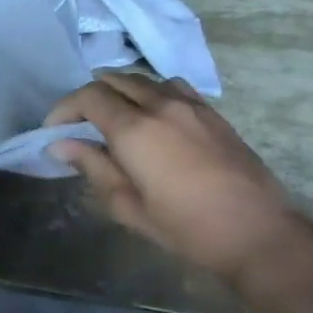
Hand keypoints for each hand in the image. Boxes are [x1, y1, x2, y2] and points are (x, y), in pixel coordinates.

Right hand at [45, 72, 312, 290]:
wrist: (258, 233)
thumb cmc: (185, 227)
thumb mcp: (127, 205)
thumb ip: (93, 167)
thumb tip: (61, 145)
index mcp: (135, 130)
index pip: (88, 97)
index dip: (64, 109)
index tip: (54, 131)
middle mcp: (161, 106)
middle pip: (114, 80)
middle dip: (88, 97)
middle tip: (79, 125)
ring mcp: (191, 105)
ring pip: (144, 79)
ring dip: (120, 91)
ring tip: (113, 119)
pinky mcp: (213, 113)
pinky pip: (173, 87)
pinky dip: (151, 93)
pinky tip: (152, 118)